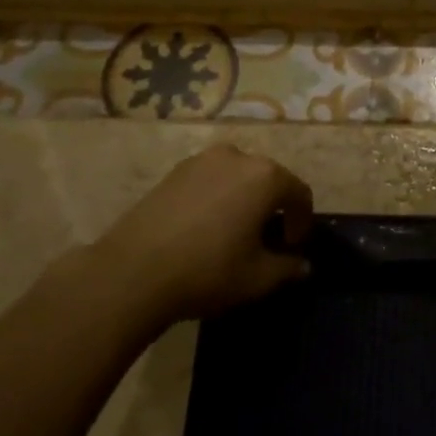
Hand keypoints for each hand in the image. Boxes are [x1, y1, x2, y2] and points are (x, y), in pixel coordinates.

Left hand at [89, 145, 313, 326]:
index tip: (293, 247)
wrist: (132, 273)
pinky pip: (209, 180)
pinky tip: (205, 227)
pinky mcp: (173, 172)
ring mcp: (201, 161)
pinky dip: (217, 198)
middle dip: (273, 207)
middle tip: (267, 239)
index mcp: (265, 176)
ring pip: (237, 177)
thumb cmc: (208, 271)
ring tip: (235, 231)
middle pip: (268, 179)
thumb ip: (288, 268)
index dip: (302, 221)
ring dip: (244, 199)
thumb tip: (303, 265)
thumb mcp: (259, 278)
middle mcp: (237, 157)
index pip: (299, 193)